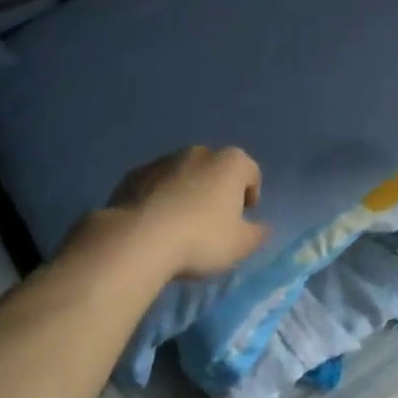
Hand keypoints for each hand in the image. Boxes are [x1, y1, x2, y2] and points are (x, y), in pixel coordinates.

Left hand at [104, 145, 269, 278]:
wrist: (138, 239)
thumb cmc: (201, 239)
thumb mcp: (240, 245)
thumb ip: (257, 234)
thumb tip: (262, 227)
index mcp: (231, 162)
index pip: (251, 173)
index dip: (251, 196)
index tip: (242, 219)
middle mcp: (200, 152)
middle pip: (217, 169)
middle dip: (217, 191)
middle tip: (213, 223)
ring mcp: (164, 160)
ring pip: (184, 174)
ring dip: (187, 192)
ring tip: (180, 225)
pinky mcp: (135, 174)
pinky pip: (156, 184)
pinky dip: (159, 197)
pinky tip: (155, 224)